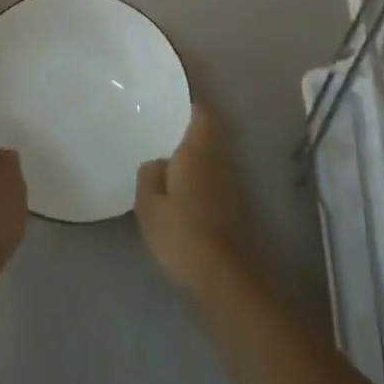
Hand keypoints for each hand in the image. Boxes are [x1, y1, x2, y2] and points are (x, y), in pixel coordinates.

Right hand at [134, 103, 251, 294]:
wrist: (225, 280)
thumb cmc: (182, 234)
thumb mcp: (148, 205)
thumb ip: (149, 175)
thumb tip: (159, 163)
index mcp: (198, 151)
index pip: (201, 114)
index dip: (190, 106)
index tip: (171, 103)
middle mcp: (220, 161)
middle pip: (207, 137)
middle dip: (188, 133)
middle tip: (160, 132)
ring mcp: (232, 186)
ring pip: (211, 160)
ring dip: (194, 159)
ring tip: (166, 162)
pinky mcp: (235, 211)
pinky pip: (213, 182)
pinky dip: (199, 182)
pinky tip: (180, 195)